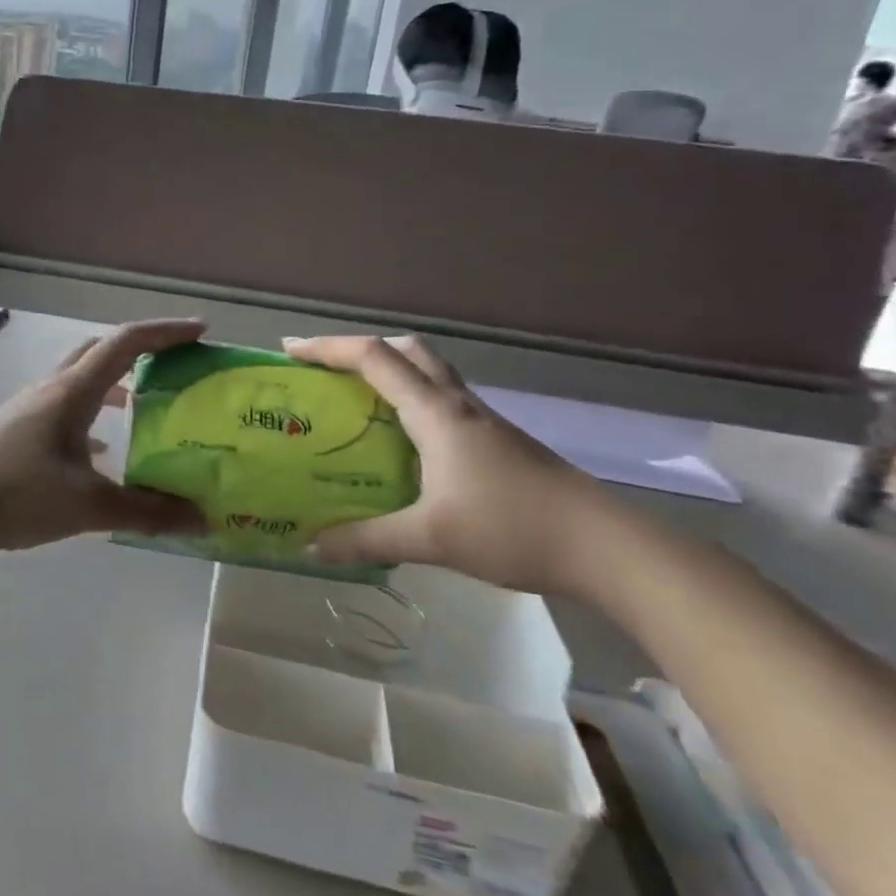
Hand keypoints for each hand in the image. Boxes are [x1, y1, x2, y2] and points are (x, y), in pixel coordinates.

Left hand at [0, 319, 210, 556]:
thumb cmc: (17, 494)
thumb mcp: (89, 506)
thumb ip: (148, 512)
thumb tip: (202, 520)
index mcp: (73, 391)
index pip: (126, 343)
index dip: (166, 332)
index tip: (201, 331)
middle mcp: (51, 389)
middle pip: (100, 351)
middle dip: (140, 351)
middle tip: (173, 365)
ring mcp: (29, 409)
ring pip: (79, 381)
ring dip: (113, 384)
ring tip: (142, 406)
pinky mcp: (16, 431)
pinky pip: (63, 410)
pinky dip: (90, 417)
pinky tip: (100, 451)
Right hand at [283, 335, 624, 596]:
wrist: (604, 547)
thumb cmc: (512, 528)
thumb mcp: (429, 538)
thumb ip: (367, 540)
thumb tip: (312, 546)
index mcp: (435, 413)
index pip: (374, 359)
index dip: (328, 348)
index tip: (290, 350)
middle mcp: (458, 405)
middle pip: (407, 350)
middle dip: (362, 349)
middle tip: (328, 372)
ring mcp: (483, 422)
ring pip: (430, 373)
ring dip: (392, 372)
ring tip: (358, 402)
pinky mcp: (498, 443)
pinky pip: (444, 403)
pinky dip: (413, 402)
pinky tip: (405, 444)